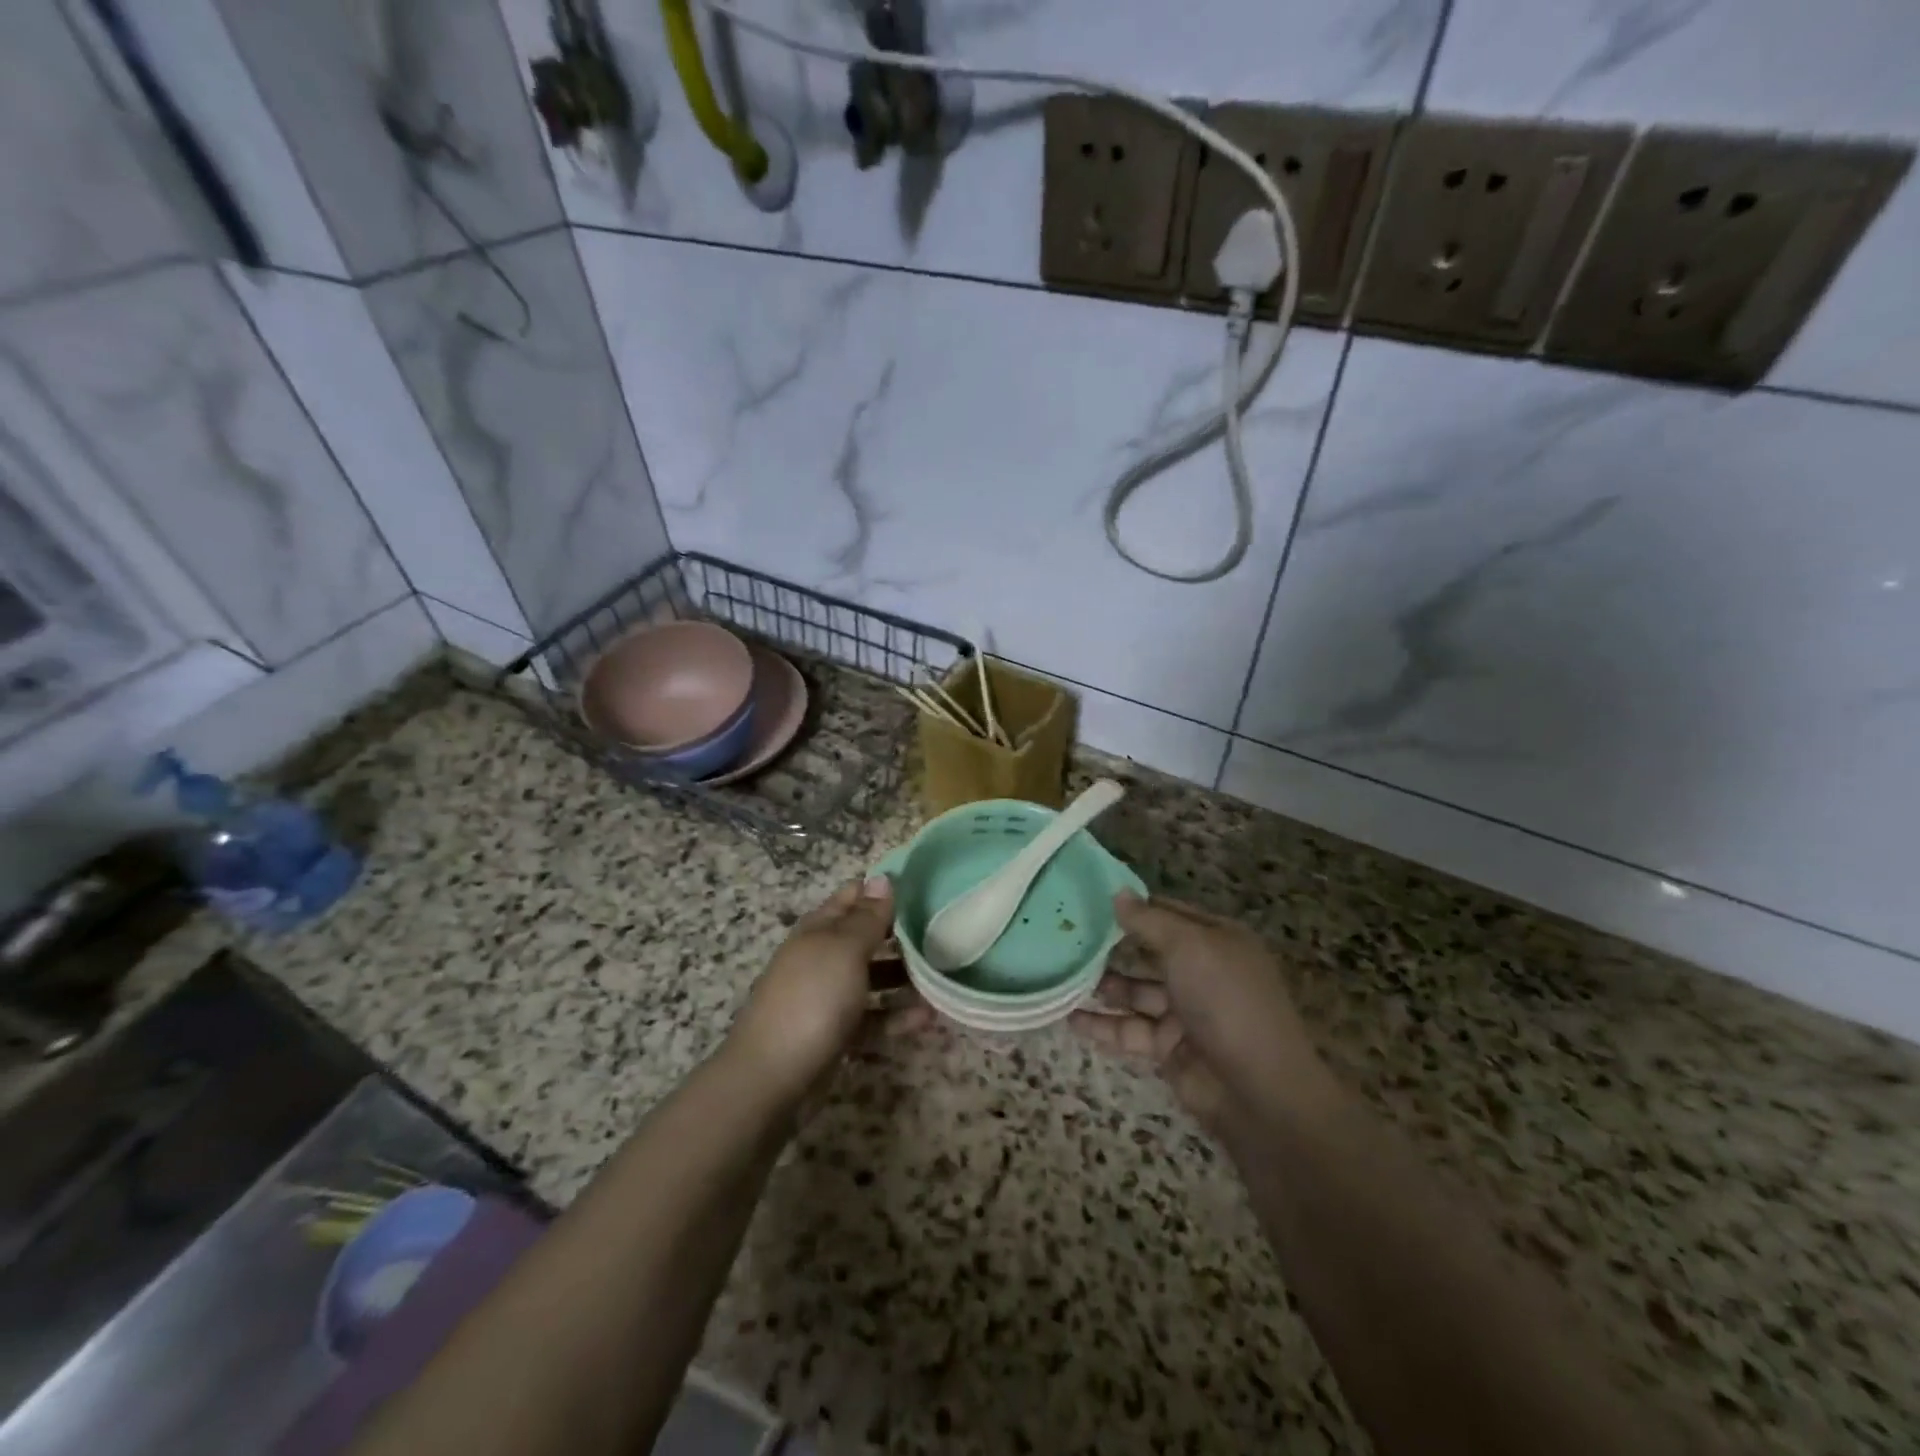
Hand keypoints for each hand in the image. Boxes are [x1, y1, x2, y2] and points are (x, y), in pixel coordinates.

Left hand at [726, 876, 929, 1106]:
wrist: (772, 1077)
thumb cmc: (812, 999)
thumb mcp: (844, 950)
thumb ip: (867, 917)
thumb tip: (882, 877)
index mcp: (820, 929)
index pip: (854, 896)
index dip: (884, 890)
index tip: (925, 889)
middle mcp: (823, 957)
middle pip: (866, 938)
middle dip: (901, 935)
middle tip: (944, 935)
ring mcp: (828, 997)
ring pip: (873, 978)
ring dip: (904, 978)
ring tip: (942, 977)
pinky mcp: (837, 1033)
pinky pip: (873, 1018)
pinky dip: (896, 1016)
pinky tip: (927, 1018)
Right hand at [1071, 893, 1329, 1132]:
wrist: (1257, 1091)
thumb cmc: (1226, 1001)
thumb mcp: (1189, 947)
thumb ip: (1149, 920)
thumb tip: (1117, 893)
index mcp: (1217, 940)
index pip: (1168, 913)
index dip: (1133, 906)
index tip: (1089, 898)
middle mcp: (1201, 972)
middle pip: (1148, 952)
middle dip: (1111, 946)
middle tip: (1065, 936)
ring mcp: (1185, 1012)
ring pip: (1135, 991)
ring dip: (1102, 985)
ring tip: (1061, 974)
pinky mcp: (1168, 1047)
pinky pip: (1129, 1029)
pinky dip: (1101, 1025)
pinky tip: (1068, 1018)